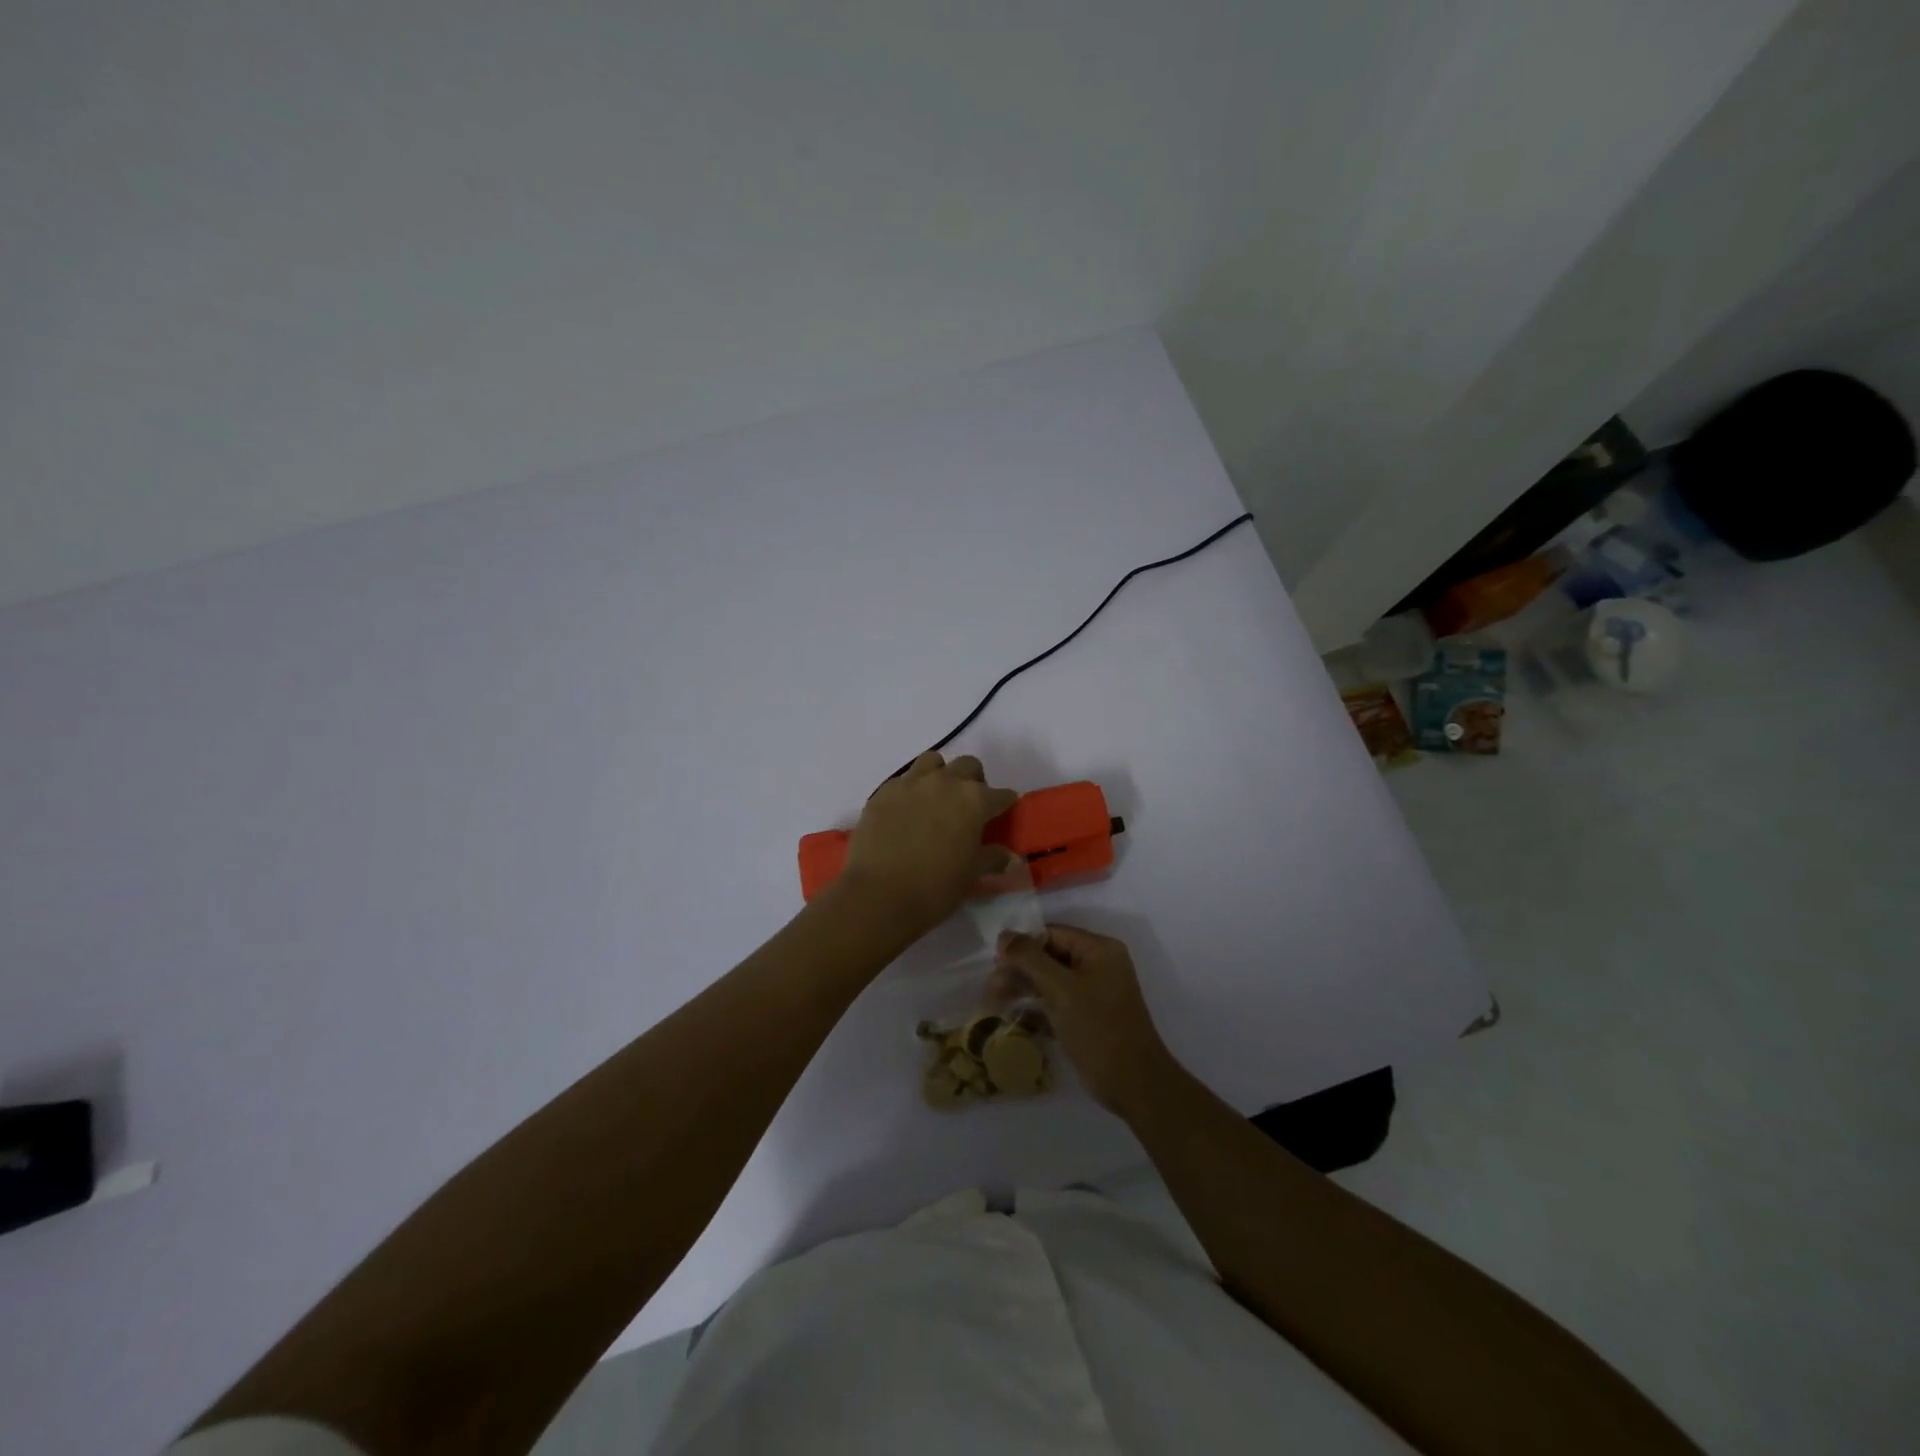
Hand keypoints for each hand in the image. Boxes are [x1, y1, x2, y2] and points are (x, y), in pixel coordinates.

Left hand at [840, 753, 1018, 939]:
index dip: (1005, 804)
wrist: (878, 894)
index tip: (1003, 812)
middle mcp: (945, 782)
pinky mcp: (883, 792)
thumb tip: (1006, 855)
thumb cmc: (935, 888)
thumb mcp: (972, 876)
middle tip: (968, 806)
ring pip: (933, 762)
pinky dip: (910, 791)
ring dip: (940, 775)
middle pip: (968, 766)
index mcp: (974, 800)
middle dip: (974, 781)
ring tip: (936, 799)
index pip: (1001, 795)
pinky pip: (903, 780)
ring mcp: (911, 783)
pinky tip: (906, 812)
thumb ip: (992, 858)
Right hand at [994, 924, 1179, 1119]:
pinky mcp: (1087, 1018)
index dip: (1023, 945)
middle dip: (1020, 970)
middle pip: (1049, 957)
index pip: (1052, 934)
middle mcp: (1098, 966)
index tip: (995, 963)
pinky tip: (1014, 1019)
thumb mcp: (1060, 989)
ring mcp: (1093, 993)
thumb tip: (1003, 935)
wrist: (1132, 1083)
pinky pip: (1057, 1004)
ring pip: (1050, 982)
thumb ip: (1030, 958)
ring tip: (995, 1002)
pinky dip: (1037, 1010)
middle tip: (991, 988)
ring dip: (1024, 990)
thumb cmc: (1097, 1028)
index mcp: (1099, 950)